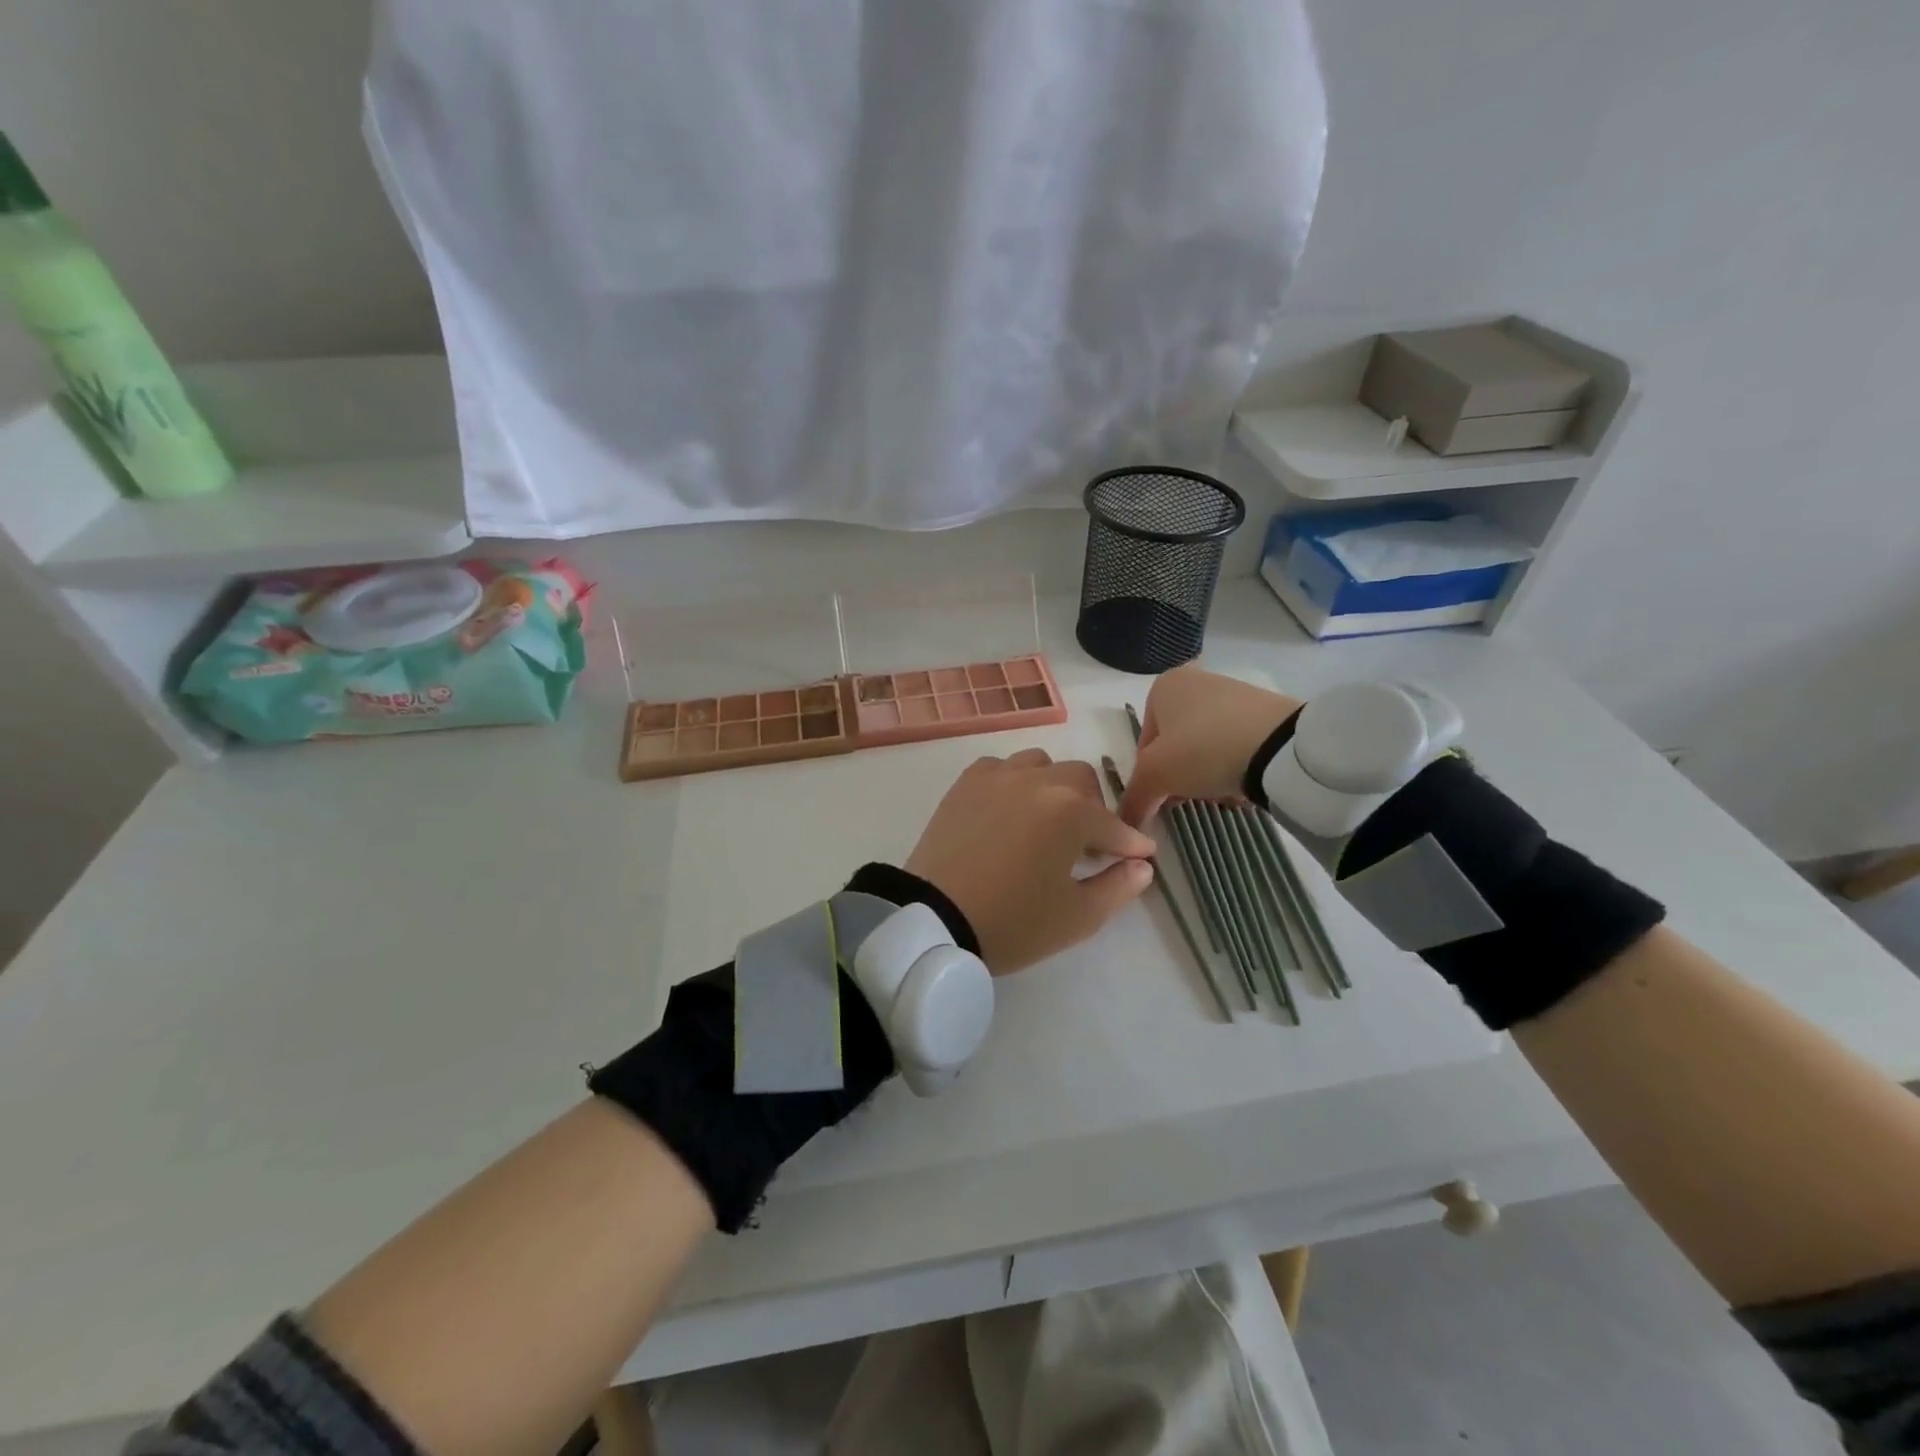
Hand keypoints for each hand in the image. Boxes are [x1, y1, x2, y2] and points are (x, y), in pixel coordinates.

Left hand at [905, 749, 1155, 974]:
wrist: (934, 919)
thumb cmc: (1013, 922)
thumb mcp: (1078, 917)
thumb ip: (1119, 887)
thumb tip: (1142, 864)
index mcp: (1072, 811)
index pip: (1116, 825)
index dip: (1132, 845)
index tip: (1139, 858)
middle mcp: (1038, 781)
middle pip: (1082, 781)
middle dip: (1094, 810)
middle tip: (1086, 847)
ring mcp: (998, 777)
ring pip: (1041, 765)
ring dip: (1054, 789)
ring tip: (1045, 823)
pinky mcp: (966, 783)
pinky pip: (1000, 767)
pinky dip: (1013, 782)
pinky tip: (1008, 811)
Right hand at [1118, 665, 1302, 825]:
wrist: (1279, 745)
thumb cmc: (1202, 749)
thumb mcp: (1155, 776)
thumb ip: (1134, 797)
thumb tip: (1125, 820)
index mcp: (1164, 686)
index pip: (1145, 742)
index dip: (1150, 775)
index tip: (1165, 797)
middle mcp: (1196, 680)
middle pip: (1176, 744)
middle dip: (1181, 776)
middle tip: (1192, 798)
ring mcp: (1234, 693)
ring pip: (1206, 747)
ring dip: (1207, 775)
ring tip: (1222, 794)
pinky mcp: (1265, 711)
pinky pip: (1237, 745)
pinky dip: (1235, 767)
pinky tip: (1244, 785)